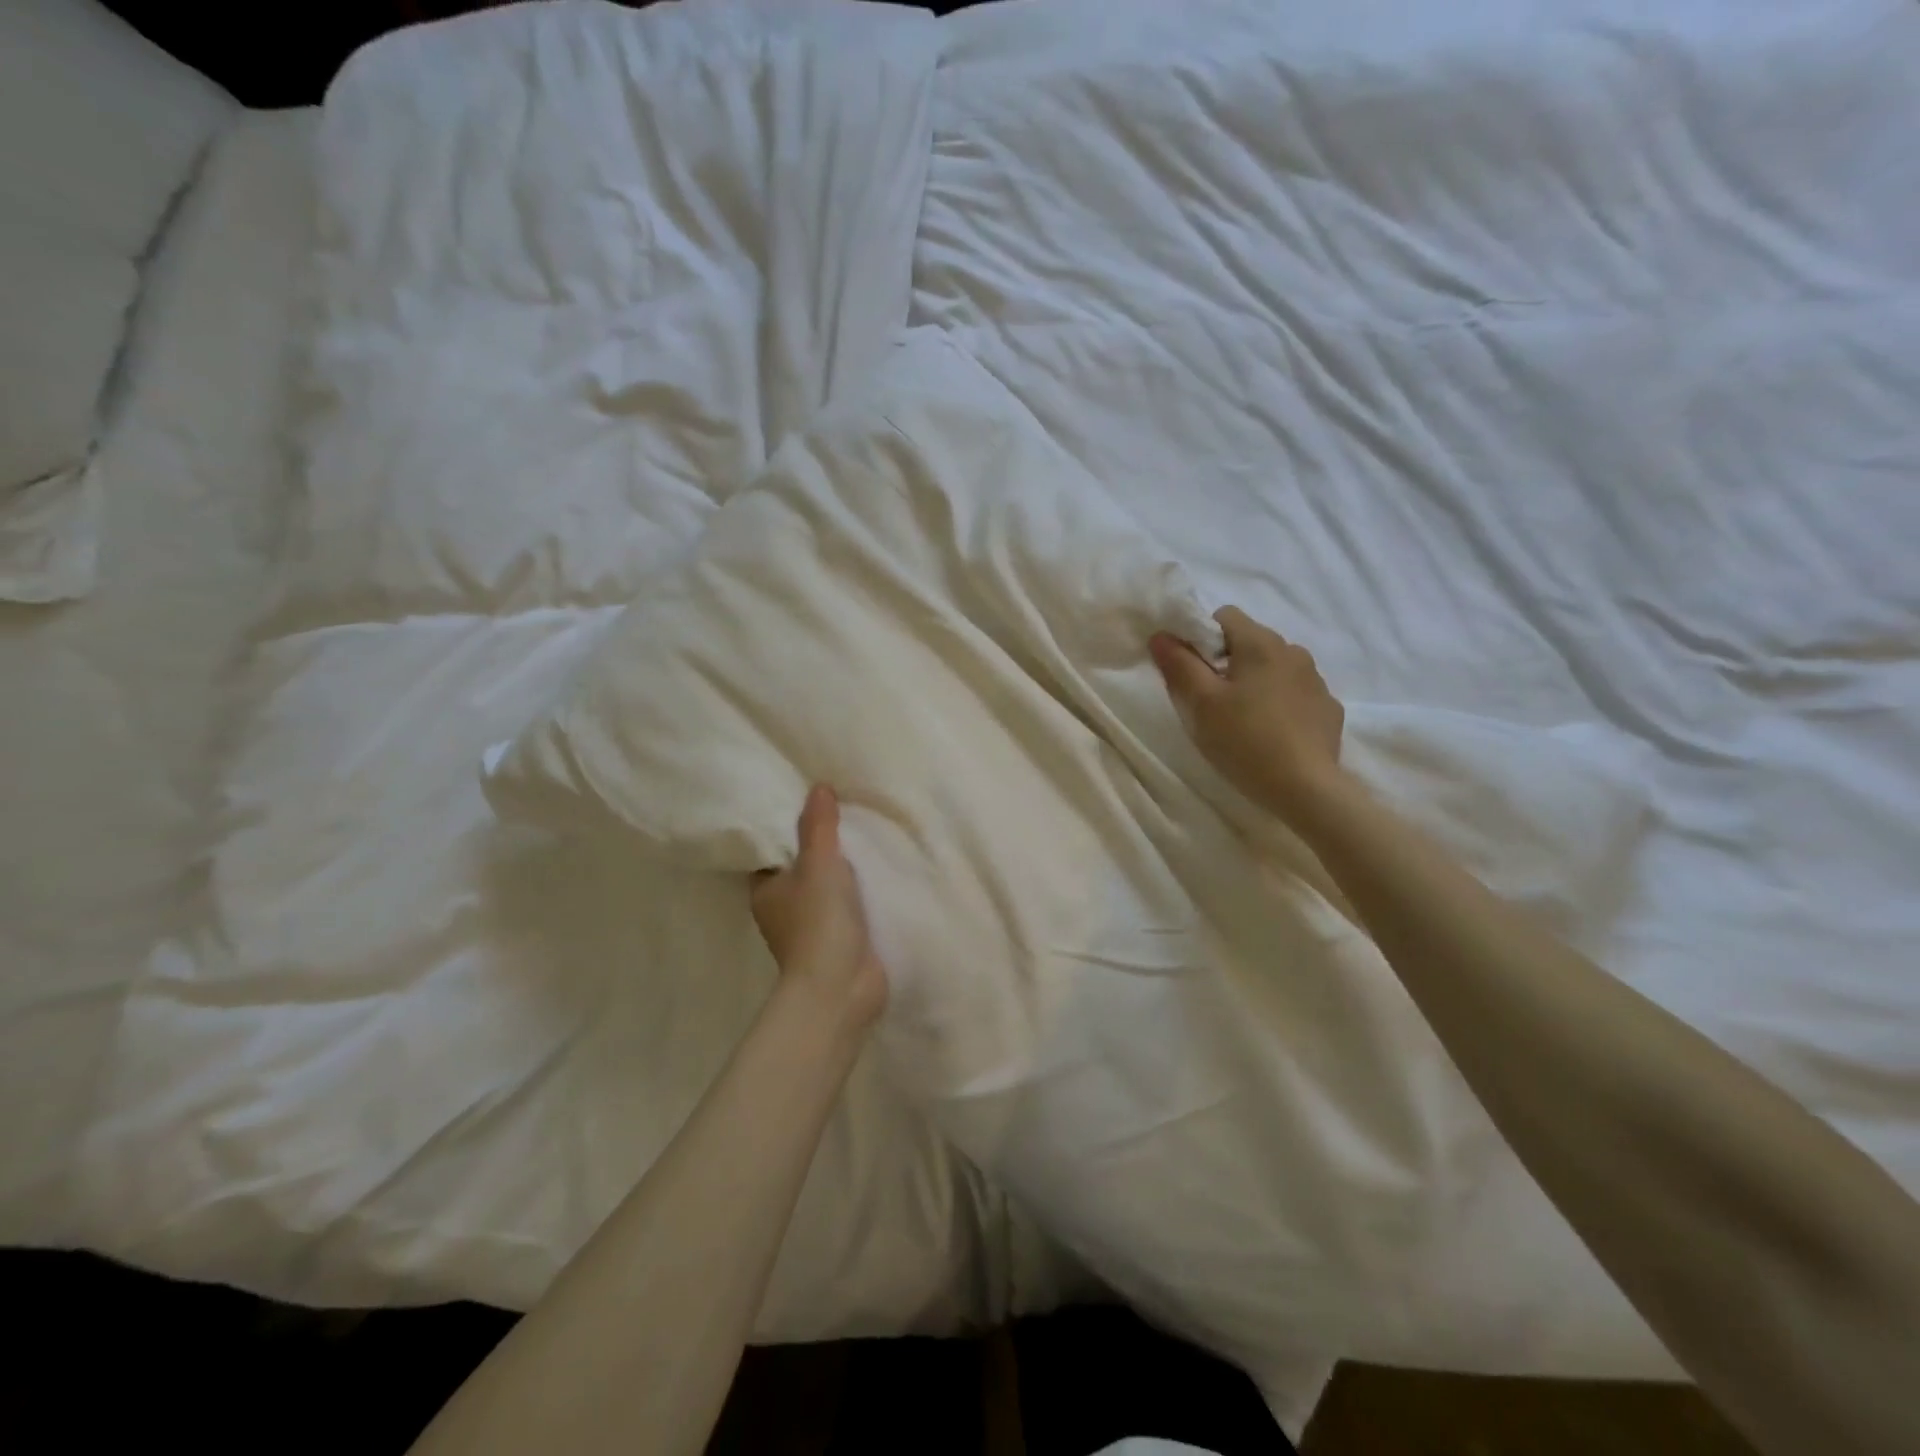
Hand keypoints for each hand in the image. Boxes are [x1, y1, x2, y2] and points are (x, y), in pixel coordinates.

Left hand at [750, 785, 888, 1034]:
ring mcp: (812, 929)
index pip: (773, 851)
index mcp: (766, 889)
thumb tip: (818, 787)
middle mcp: (783, 909)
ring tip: (868, 836)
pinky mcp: (840, 943)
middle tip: (846, 813)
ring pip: (827, 889)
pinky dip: (861, 894)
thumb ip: (819, 825)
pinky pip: (849, 908)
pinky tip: (881, 873)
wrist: (841, 988)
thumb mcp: (819, 863)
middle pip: (802, 869)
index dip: (790, 828)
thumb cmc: (819, 922)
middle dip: (823, 848)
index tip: (813, 804)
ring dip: (844, 872)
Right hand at [1150, 606, 1346, 823]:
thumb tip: (1161, 635)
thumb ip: (1178, 665)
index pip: (1224, 616)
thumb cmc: (1244, 740)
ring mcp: (1316, 681)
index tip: (1191, 671)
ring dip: (1254, 682)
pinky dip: (1279, 704)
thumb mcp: (1200, 704)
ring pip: (1274, 668)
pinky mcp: (1328, 709)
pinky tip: (1270, 734)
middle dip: (1226, 662)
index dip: (1201, 637)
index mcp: (1261, 643)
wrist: (1306, 789)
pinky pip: (1295, 694)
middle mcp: (1294, 652)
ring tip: (1242, 720)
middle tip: (1210, 701)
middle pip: (1249, 641)